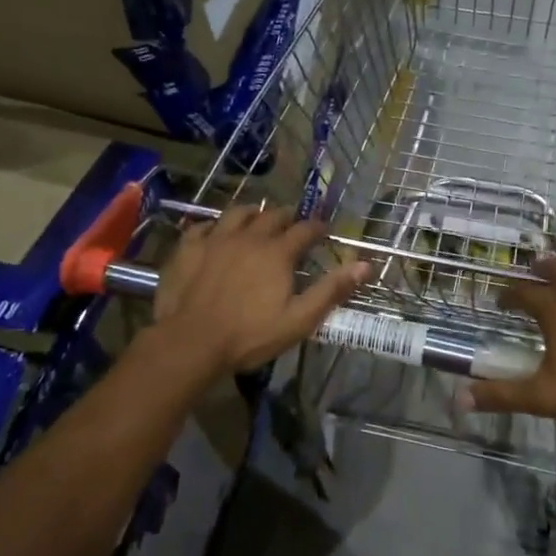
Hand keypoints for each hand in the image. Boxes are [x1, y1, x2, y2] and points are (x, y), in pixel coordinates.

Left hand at [152, 206, 368, 375]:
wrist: (191, 342)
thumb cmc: (250, 335)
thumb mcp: (300, 319)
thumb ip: (332, 290)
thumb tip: (366, 265)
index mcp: (278, 252)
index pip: (305, 229)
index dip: (317, 228)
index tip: (324, 230)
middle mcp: (249, 237)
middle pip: (272, 216)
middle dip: (287, 217)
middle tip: (293, 224)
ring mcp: (215, 239)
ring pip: (238, 213)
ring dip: (252, 213)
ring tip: (257, 218)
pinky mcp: (188, 248)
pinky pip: (203, 226)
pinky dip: (214, 225)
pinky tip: (215, 231)